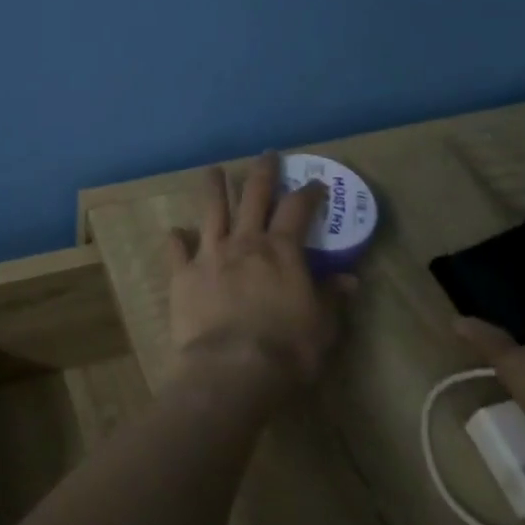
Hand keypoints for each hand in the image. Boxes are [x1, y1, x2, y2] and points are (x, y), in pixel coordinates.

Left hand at [167, 154, 352, 402]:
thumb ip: (331, 297)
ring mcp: (210, 255)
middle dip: (262, 172)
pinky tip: (175, 232)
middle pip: (253, 196)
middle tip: (266, 155)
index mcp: (281, 250)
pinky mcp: (182, 275)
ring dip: (213, 187)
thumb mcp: (322, 326)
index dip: (309, 193)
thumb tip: (349, 279)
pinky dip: (176, 239)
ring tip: (213, 170)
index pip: (298, 209)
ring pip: (211, 210)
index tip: (316, 184)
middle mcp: (244, 242)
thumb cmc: (286, 349)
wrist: (232, 369)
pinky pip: (176, 250)